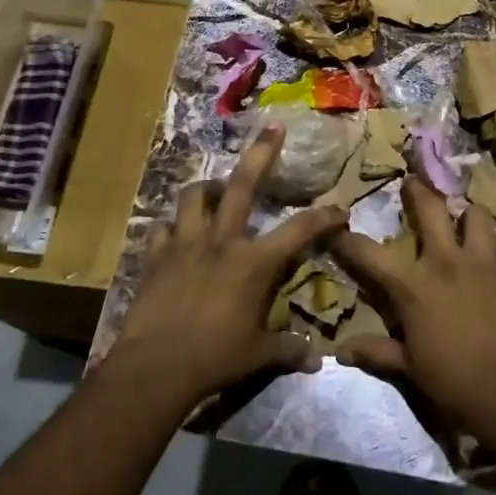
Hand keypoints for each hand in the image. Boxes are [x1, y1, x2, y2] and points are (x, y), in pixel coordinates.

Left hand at [110, 125, 344, 411]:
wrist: (155, 367)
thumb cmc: (214, 359)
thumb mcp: (258, 355)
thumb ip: (288, 349)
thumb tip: (317, 359)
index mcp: (253, 263)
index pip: (299, 230)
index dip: (324, 217)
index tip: (340, 210)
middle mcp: (221, 241)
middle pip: (242, 185)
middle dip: (261, 153)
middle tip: (273, 127)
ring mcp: (185, 243)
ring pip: (194, 196)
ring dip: (207, 188)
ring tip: (215, 190)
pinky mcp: (155, 255)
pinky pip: (160, 228)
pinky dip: (170, 227)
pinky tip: (174, 232)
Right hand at [329, 179, 495, 445]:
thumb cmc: (456, 382)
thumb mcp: (411, 370)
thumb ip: (378, 352)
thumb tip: (341, 352)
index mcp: (412, 286)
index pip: (368, 253)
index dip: (347, 239)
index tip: (335, 227)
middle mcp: (444, 262)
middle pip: (429, 208)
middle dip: (416, 191)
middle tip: (411, 182)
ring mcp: (481, 261)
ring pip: (474, 214)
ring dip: (465, 214)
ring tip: (462, 219)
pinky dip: (487, 242)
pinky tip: (486, 255)